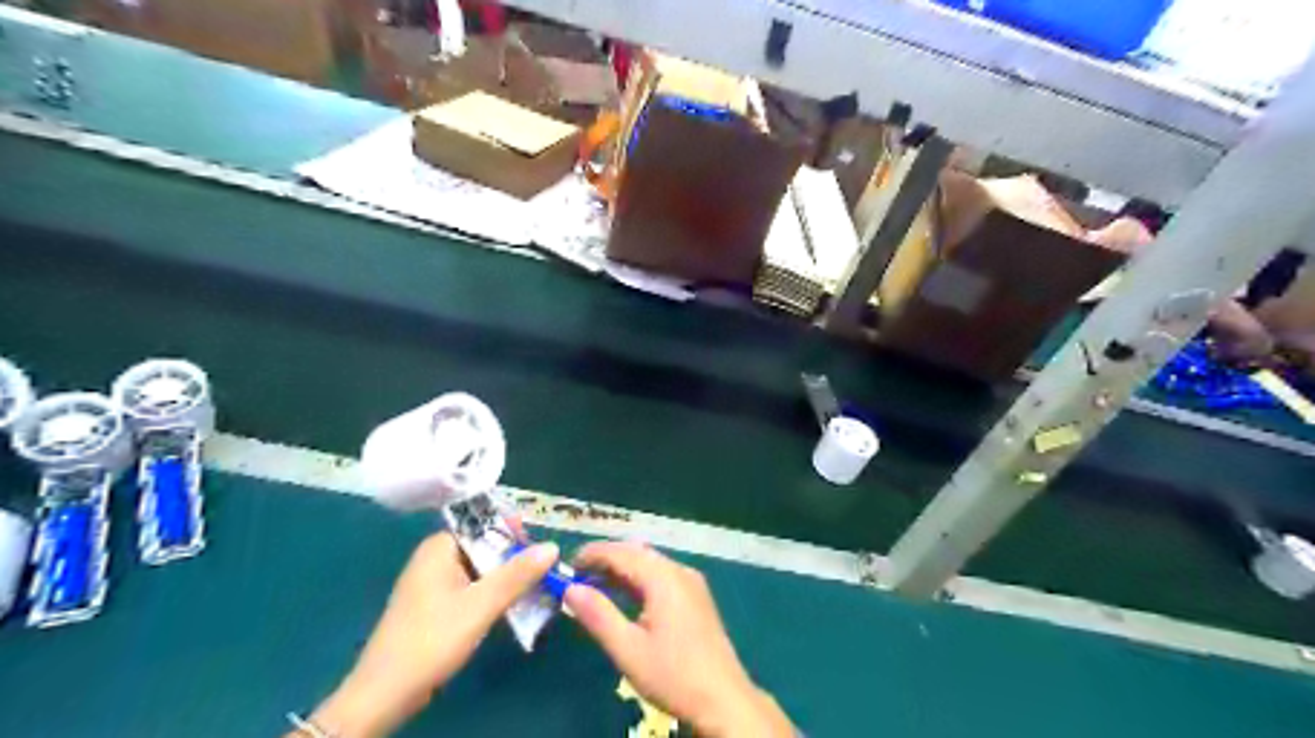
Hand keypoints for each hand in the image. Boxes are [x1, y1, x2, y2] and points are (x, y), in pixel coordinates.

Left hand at [309, 533, 558, 734]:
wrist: (385, 693)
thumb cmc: (432, 638)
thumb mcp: (481, 604)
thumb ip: (517, 574)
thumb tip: (552, 546)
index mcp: (439, 547)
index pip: (482, 523)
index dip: (512, 529)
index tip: (541, 541)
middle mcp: (435, 558)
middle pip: (483, 546)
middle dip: (513, 555)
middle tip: (545, 566)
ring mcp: (433, 584)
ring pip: (479, 569)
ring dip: (505, 576)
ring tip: (537, 583)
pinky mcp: (435, 607)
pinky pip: (471, 588)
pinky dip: (492, 592)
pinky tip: (512, 603)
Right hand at [562, 539, 789, 735]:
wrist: (722, 699)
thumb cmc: (673, 675)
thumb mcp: (628, 649)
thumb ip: (598, 615)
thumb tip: (570, 589)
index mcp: (664, 578)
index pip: (622, 552)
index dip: (593, 554)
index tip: (567, 565)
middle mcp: (679, 571)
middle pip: (637, 552)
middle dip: (606, 558)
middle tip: (577, 574)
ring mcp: (691, 582)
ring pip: (651, 562)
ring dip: (622, 568)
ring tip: (594, 584)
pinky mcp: (696, 596)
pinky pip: (662, 574)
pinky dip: (639, 578)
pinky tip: (625, 596)